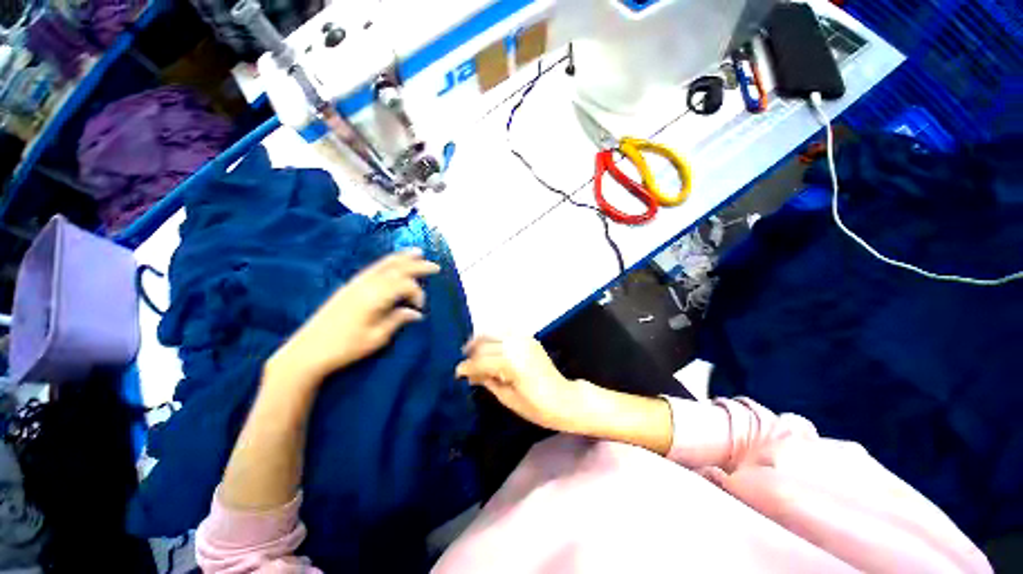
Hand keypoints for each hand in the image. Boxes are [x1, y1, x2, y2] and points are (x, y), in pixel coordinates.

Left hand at [268, 249, 439, 383]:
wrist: (307, 352)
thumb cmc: (345, 348)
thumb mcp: (376, 338)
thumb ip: (397, 320)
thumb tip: (416, 313)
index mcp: (374, 298)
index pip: (404, 286)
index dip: (418, 293)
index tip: (421, 308)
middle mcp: (365, 286)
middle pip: (395, 269)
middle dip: (417, 265)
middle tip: (435, 266)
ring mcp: (355, 284)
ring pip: (383, 265)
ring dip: (402, 258)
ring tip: (416, 252)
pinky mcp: (348, 288)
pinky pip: (372, 269)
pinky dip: (386, 263)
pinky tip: (391, 263)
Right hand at [456, 336, 596, 433]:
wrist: (566, 399)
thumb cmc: (537, 407)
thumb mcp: (508, 398)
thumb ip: (488, 381)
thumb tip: (471, 374)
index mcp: (511, 362)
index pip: (481, 360)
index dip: (466, 367)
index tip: (456, 374)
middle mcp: (516, 344)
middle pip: (484, 343)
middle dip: (471, 354)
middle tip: (465, 366)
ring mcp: (524, 338)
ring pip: (493, 333)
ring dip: (481, 342)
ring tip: (473, 355)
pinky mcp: (529, 338)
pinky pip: (505, 332)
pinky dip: (494, 339)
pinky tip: (490, 350)